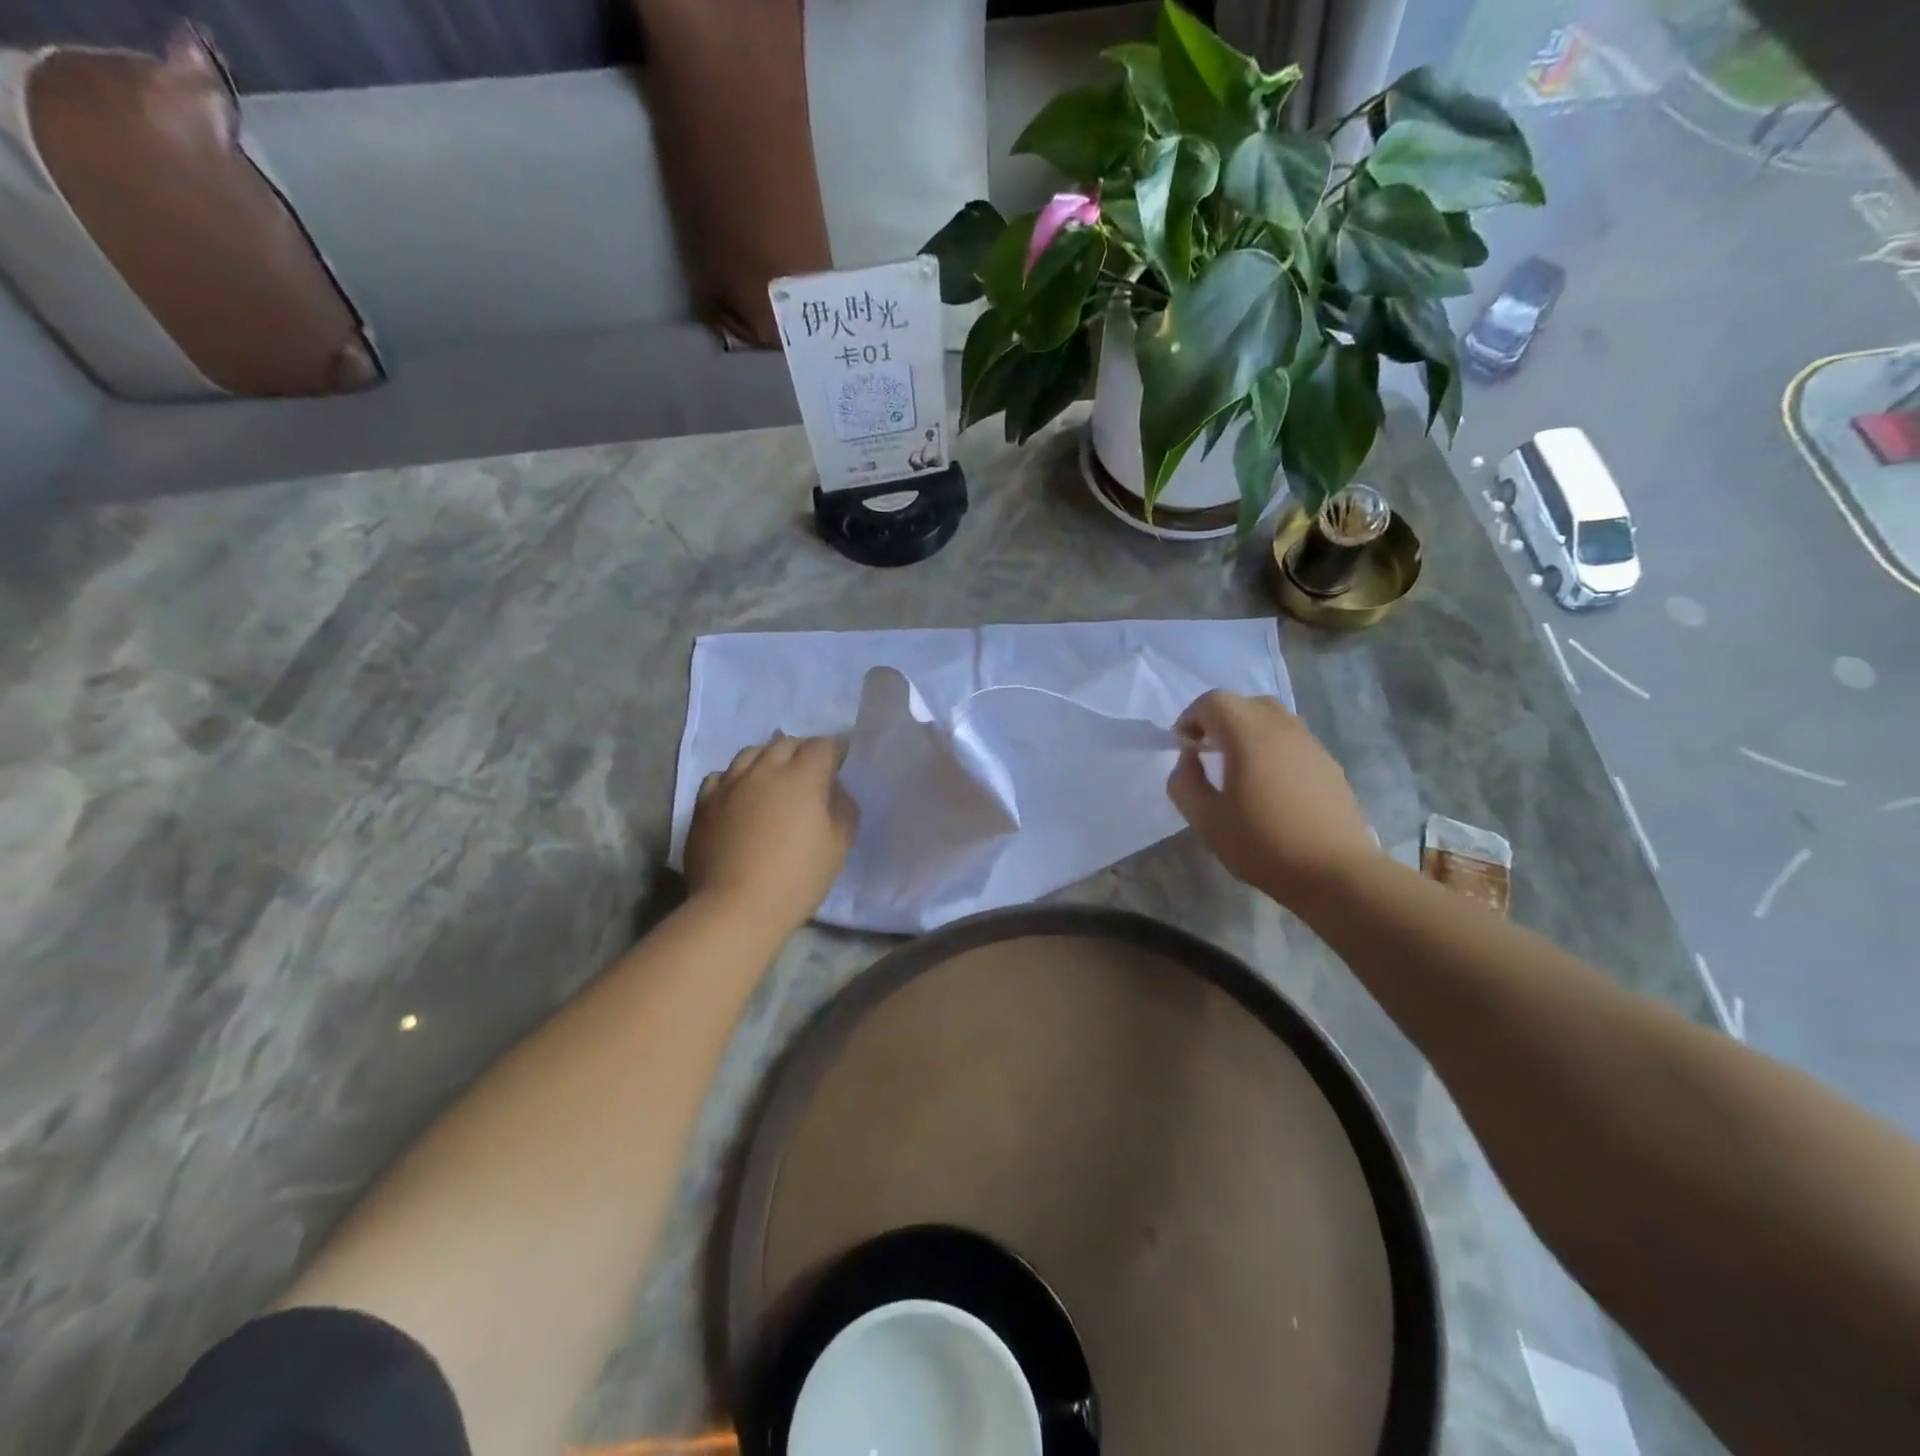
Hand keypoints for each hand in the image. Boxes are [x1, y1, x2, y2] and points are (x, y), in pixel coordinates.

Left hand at [685, 733, 858, 933]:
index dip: (836, 752)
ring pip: (751, 753)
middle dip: (803, 751)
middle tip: (811, 772)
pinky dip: (737, 778)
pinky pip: (722, 776)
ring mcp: (730, 784)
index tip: (841, 765)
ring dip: (768, 759)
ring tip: (774, 778)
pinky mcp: (704, 803)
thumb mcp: (839, 846)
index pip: (823, 746)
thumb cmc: (796, 879)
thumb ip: (843, 808)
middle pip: (786, 743)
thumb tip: (835, 791)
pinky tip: (741, 794)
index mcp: (802, 777)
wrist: (735, 908)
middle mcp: (764, 770)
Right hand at [1166, 691, 1378, 907]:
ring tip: (1237, 766)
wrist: (1335, 872)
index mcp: (1249, 735)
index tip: (1183, 747)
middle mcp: (1282, 728)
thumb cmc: (1263, 844)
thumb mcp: (1206, 820)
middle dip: (1219, 720)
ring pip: (1272, 718)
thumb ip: (1184, 783)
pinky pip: (1292, 739)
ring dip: (1247, 731)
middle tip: (1207, 751)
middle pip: (1245, 703)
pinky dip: (1271, 746)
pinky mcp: (1328, 764)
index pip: (1214, 702)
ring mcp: (1310, 744)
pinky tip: (1268, 784)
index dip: (1191, 717)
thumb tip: (1189, 760)